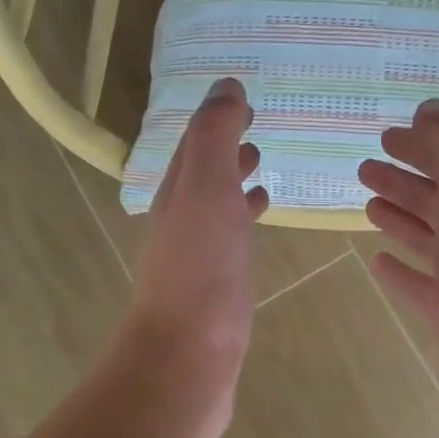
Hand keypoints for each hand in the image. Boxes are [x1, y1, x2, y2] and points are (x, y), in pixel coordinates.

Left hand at [118, 78, 267, 434]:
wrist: (191, 352)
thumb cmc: (201, 266)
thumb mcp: (207, 187)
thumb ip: (215, 136)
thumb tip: (225, 85)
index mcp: (176, 192)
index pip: (193, 143)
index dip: (216, 119)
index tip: (243, 100)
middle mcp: (180, 219)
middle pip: (201, 173)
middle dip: (225, 148)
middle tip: (256, 129)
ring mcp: (197, 255)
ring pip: (216, 205)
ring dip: (234, 182)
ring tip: (262, 167)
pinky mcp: (215, 285)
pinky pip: (230, 238)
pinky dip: (244, 218)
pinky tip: (259, 221)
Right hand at [360, 99, 438, 437]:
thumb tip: (430, 107)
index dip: (423, 148)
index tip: (385, 137)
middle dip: (404, 182)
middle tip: (363, 168)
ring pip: (429, 240)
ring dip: (400, 219)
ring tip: (367, 205)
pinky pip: (421, 285)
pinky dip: (400, 271)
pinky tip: (377, 263)